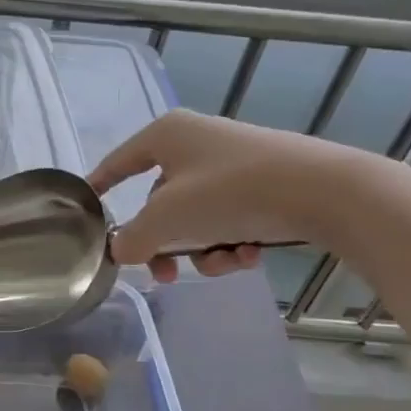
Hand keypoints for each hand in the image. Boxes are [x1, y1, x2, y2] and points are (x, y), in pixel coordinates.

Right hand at [90, 110, 363, 284]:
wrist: (324, 191)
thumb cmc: (230, 192)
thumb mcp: (168, 219)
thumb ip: (133, 238)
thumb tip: (119, 250)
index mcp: (167, 135)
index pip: (119, 162)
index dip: (100, 184)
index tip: (87, 205)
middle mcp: (197, 141)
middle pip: (161, 200)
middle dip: (165, 242)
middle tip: (166, 275)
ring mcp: (233, 161)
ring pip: (197, 215)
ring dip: (203, 248)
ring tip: (223, 263)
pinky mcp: (264, 181)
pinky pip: (229, 216)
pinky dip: (232, 240)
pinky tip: (248, 255)